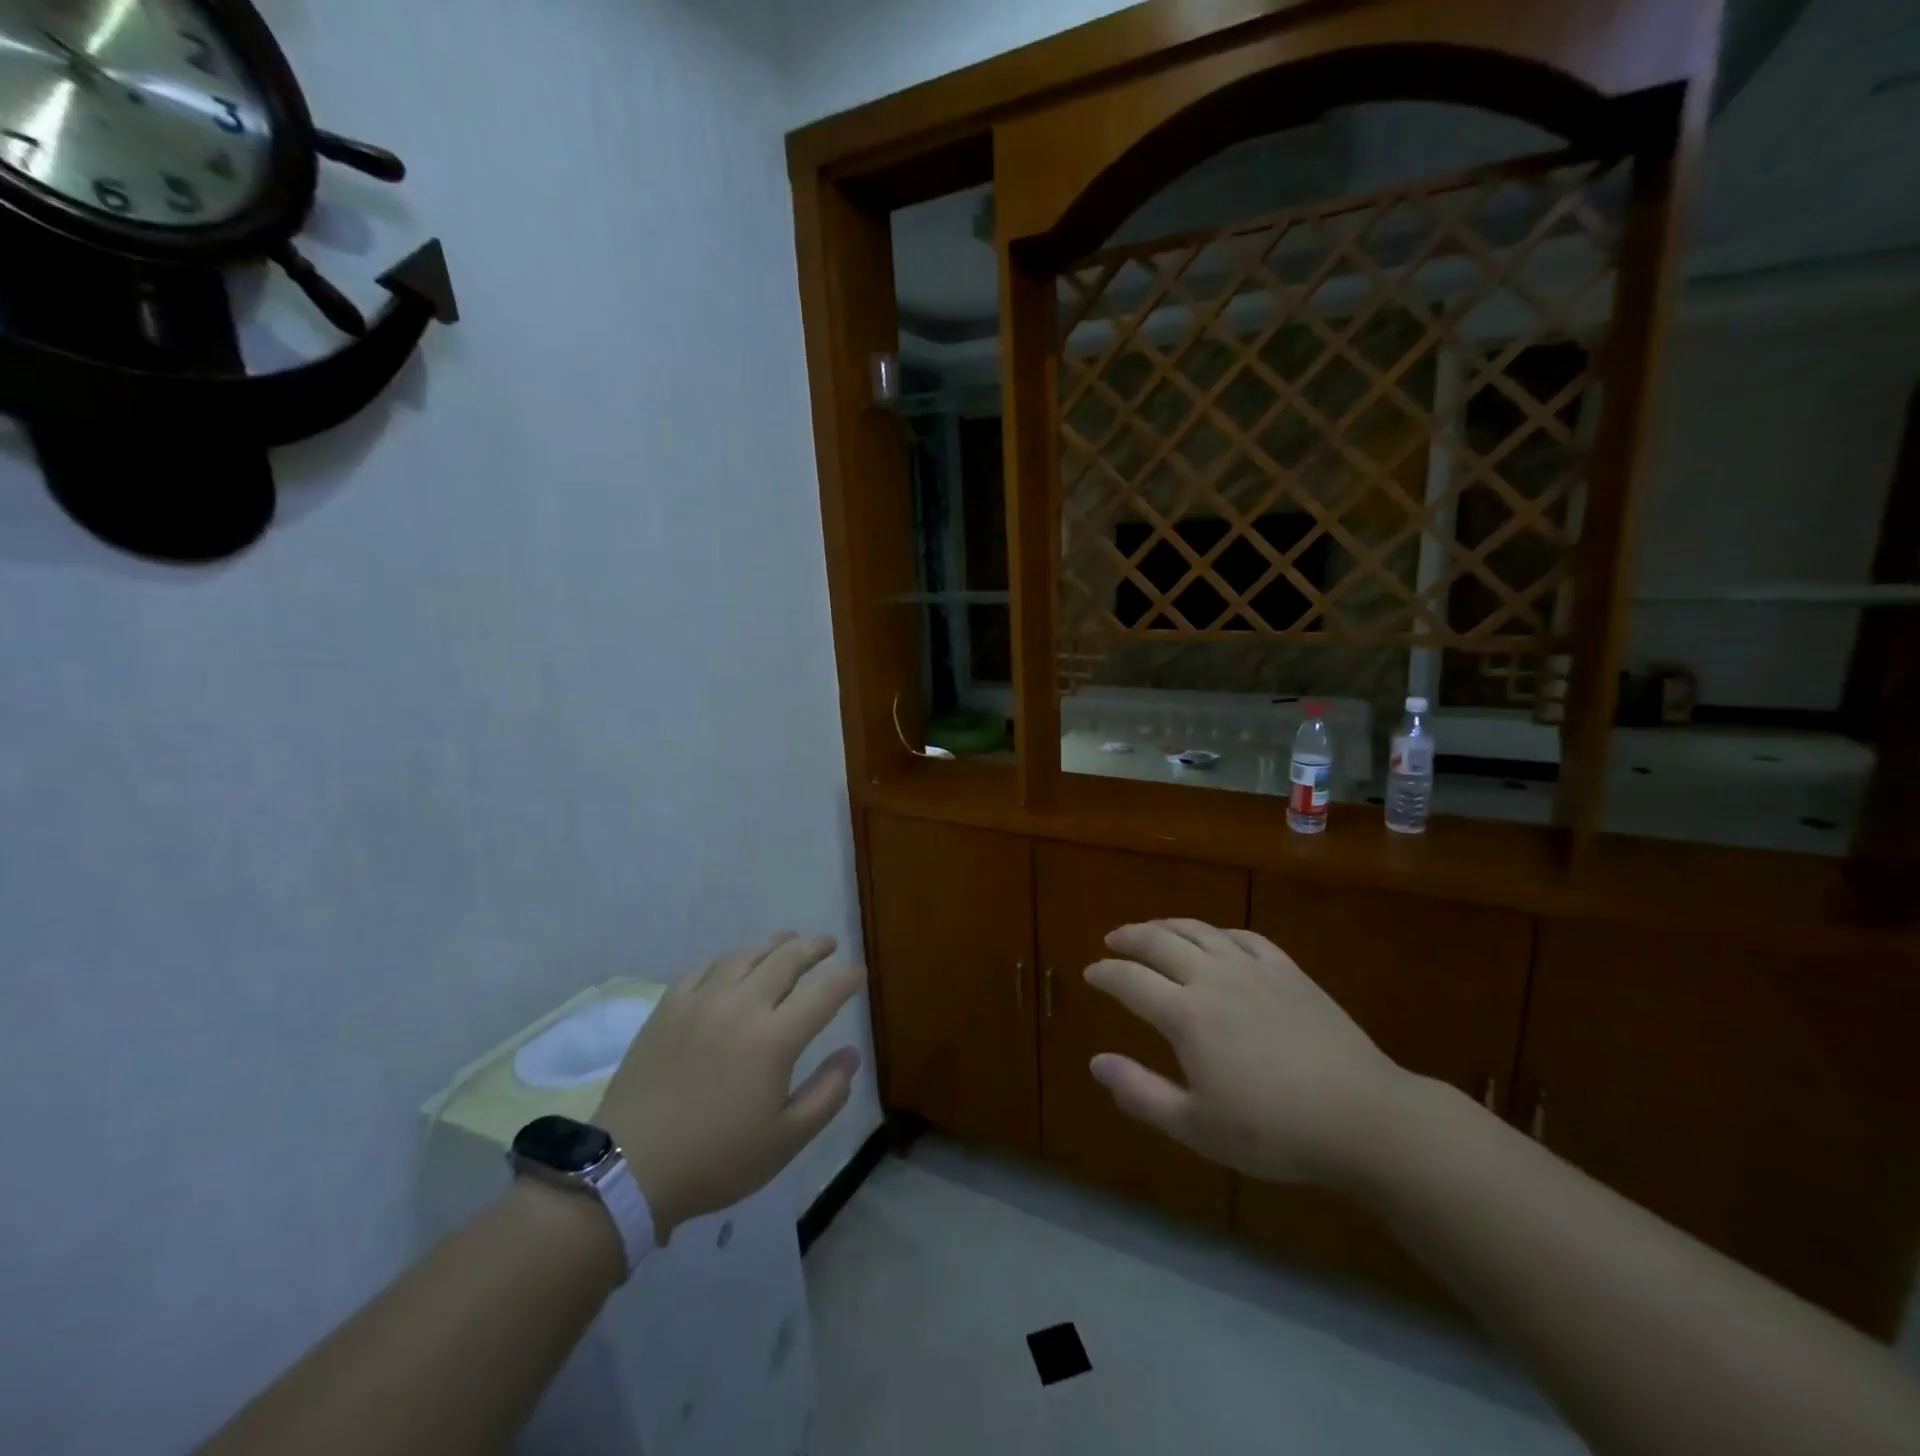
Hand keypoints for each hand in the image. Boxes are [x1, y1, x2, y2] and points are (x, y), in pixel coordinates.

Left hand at [595, 933, 863, 1239]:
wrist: (628, 1168)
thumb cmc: (716, 1159)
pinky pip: (705, 968)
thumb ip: (827, 1094)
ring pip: (746, 956)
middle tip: (828, 943)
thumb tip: (852, 1054)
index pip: (824, 993)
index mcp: (775, 1038)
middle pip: (786, 959)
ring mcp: (701, 1001)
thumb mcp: (786, 1141)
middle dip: (814, 947)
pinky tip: (733, 965)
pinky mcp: (669, 1006)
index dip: (846, 978)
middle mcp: (742, 1006)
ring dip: (774, 945)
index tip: (858, 973)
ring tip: (787, 941)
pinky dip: (729, 960)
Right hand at [1084, 920, 1411, 1188]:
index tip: (1090, 973)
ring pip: (1200, 932)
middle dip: (1130, 938)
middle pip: (1160, 942)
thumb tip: (1096, 1062)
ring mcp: (1254, 969)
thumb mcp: (1197, 1127)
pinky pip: (1244, 937)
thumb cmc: (1274, 1131)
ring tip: (1151, 929)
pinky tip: (1216, 939)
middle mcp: (1213, 979)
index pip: (1130, 981)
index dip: (1105, 974)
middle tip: (1112, 940)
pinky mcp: (1288, 971)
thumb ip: (1141, 1093)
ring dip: (1168, 926)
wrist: (1363, 1117)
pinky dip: (1219, 933)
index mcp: (1186, 1015)